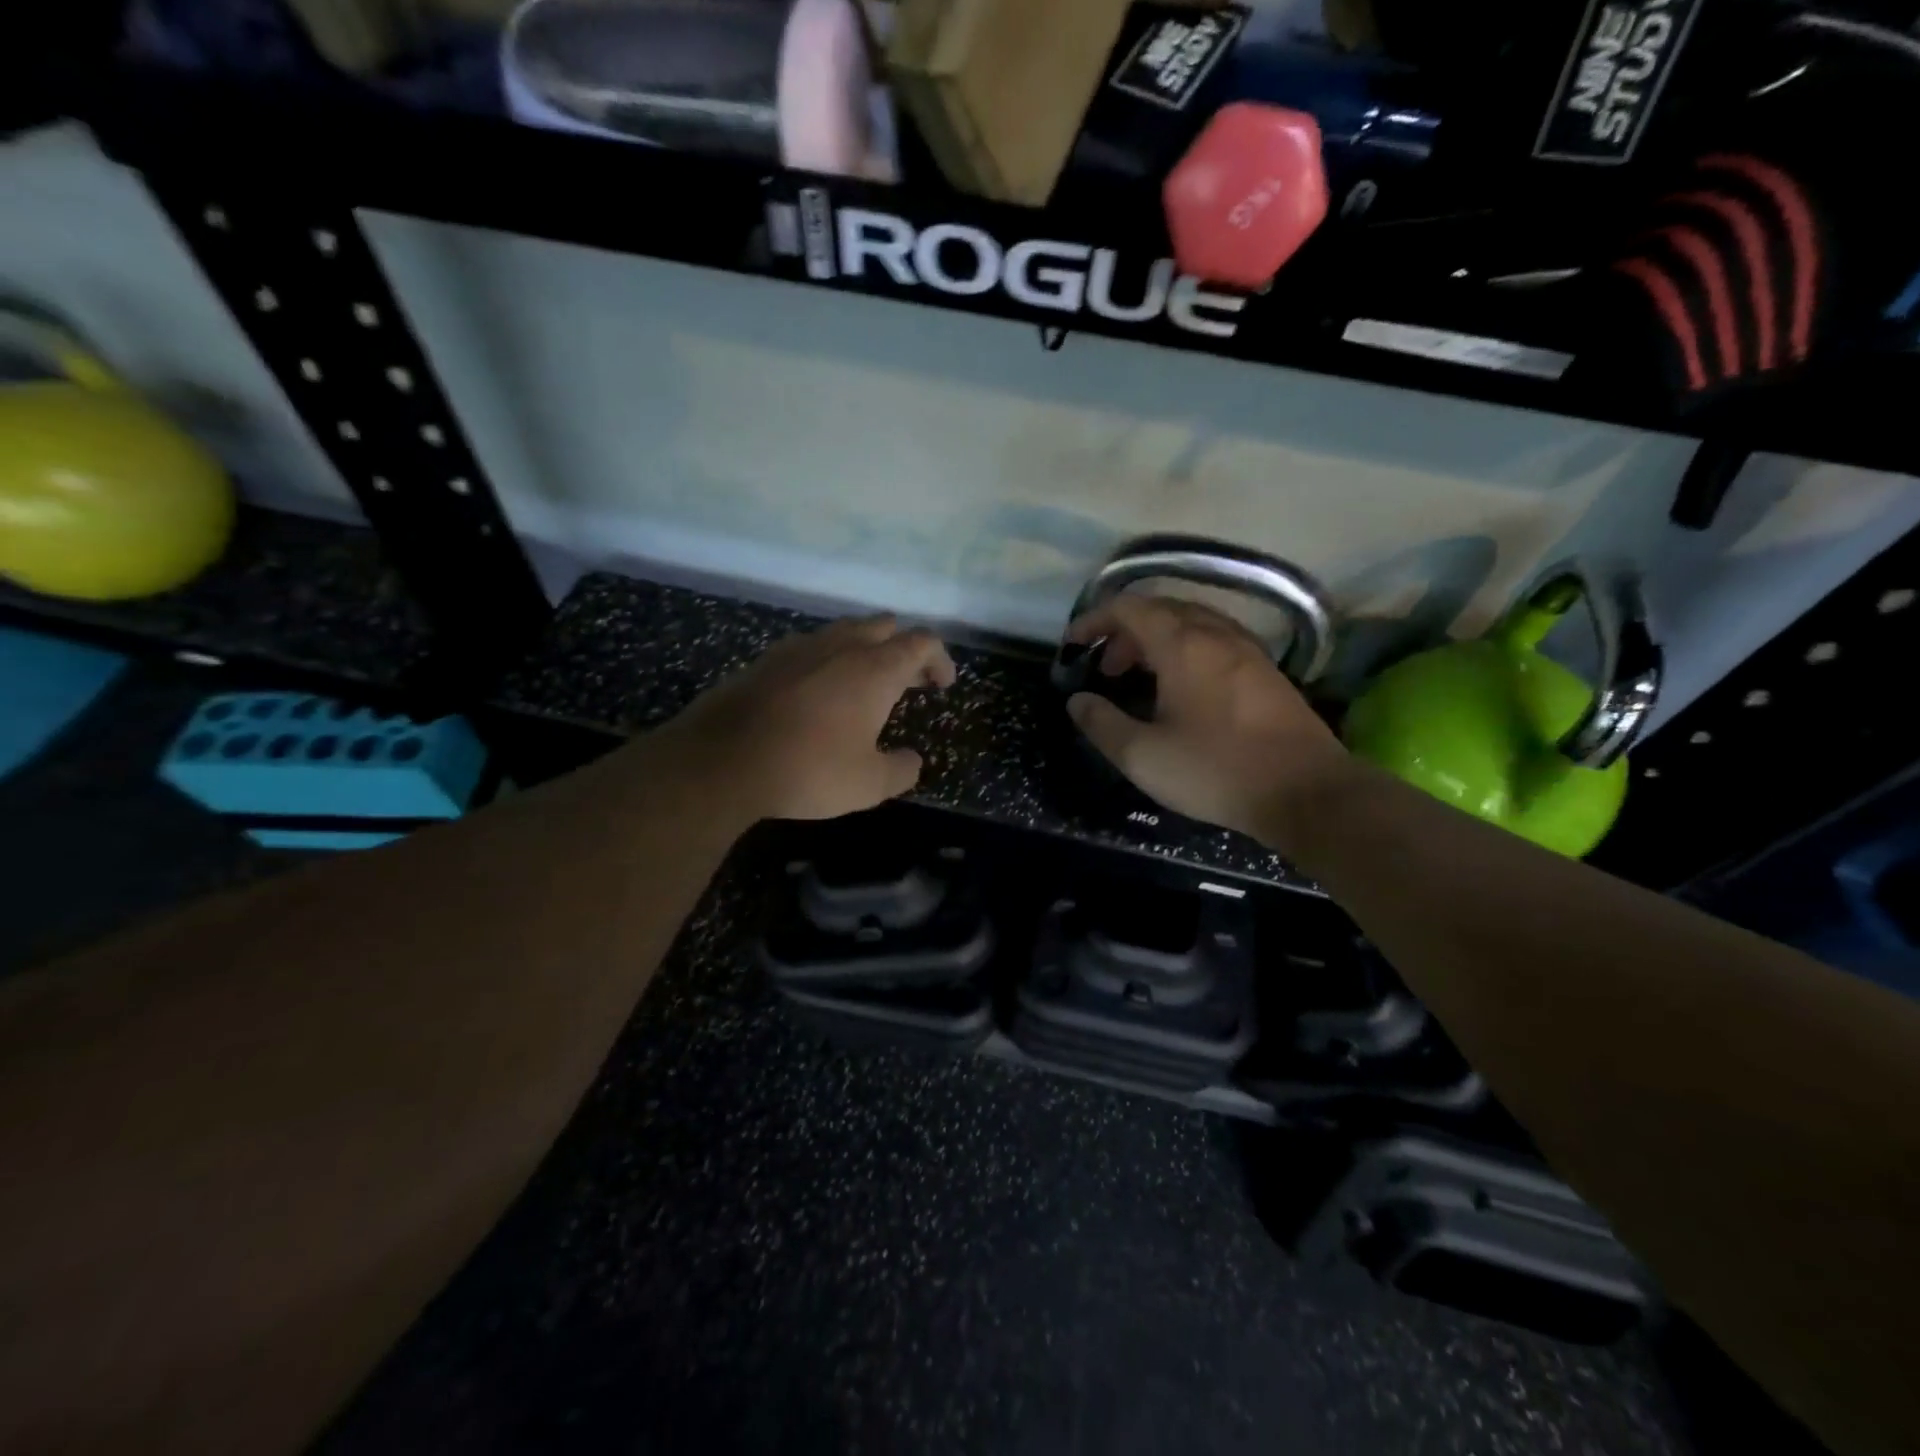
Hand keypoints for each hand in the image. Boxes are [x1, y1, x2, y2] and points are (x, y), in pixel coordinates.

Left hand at [656, 615, 956, 822]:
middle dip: (904, 648)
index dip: (939, 659)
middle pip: (885, 626)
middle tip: (909, 681)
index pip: (922, 642)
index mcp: (876, 669)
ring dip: (865, 648)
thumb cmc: (809, 769)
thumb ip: (901, 770)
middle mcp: (842, 646)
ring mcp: (801, 647)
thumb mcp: (869, 784)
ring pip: (845, 630)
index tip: (942, 685)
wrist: (723, 760)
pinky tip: (819, 690)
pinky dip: (829, 659)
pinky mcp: (768, 658)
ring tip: (866, 683)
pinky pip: (812, 645)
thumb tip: (912, 761)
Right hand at [1065, 595, 1348, 846]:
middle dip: (1124, 631)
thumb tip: (1078, 701)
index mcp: (1182, 644)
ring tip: (1139, 676)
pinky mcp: (1267, 671)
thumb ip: (1102, 724)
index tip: (1073, 646)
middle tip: (1105, 668)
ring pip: (1192, 623)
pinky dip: (1185, 650)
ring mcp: (1248, 650)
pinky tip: (1183, 688)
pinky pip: (1215, 640)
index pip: (1129, 607)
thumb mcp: (1143, 756)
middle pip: (1161, 609)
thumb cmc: (1216, 770)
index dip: (1094, 620)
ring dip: (1156, 640)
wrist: (1307, 792)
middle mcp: (1216, 634)